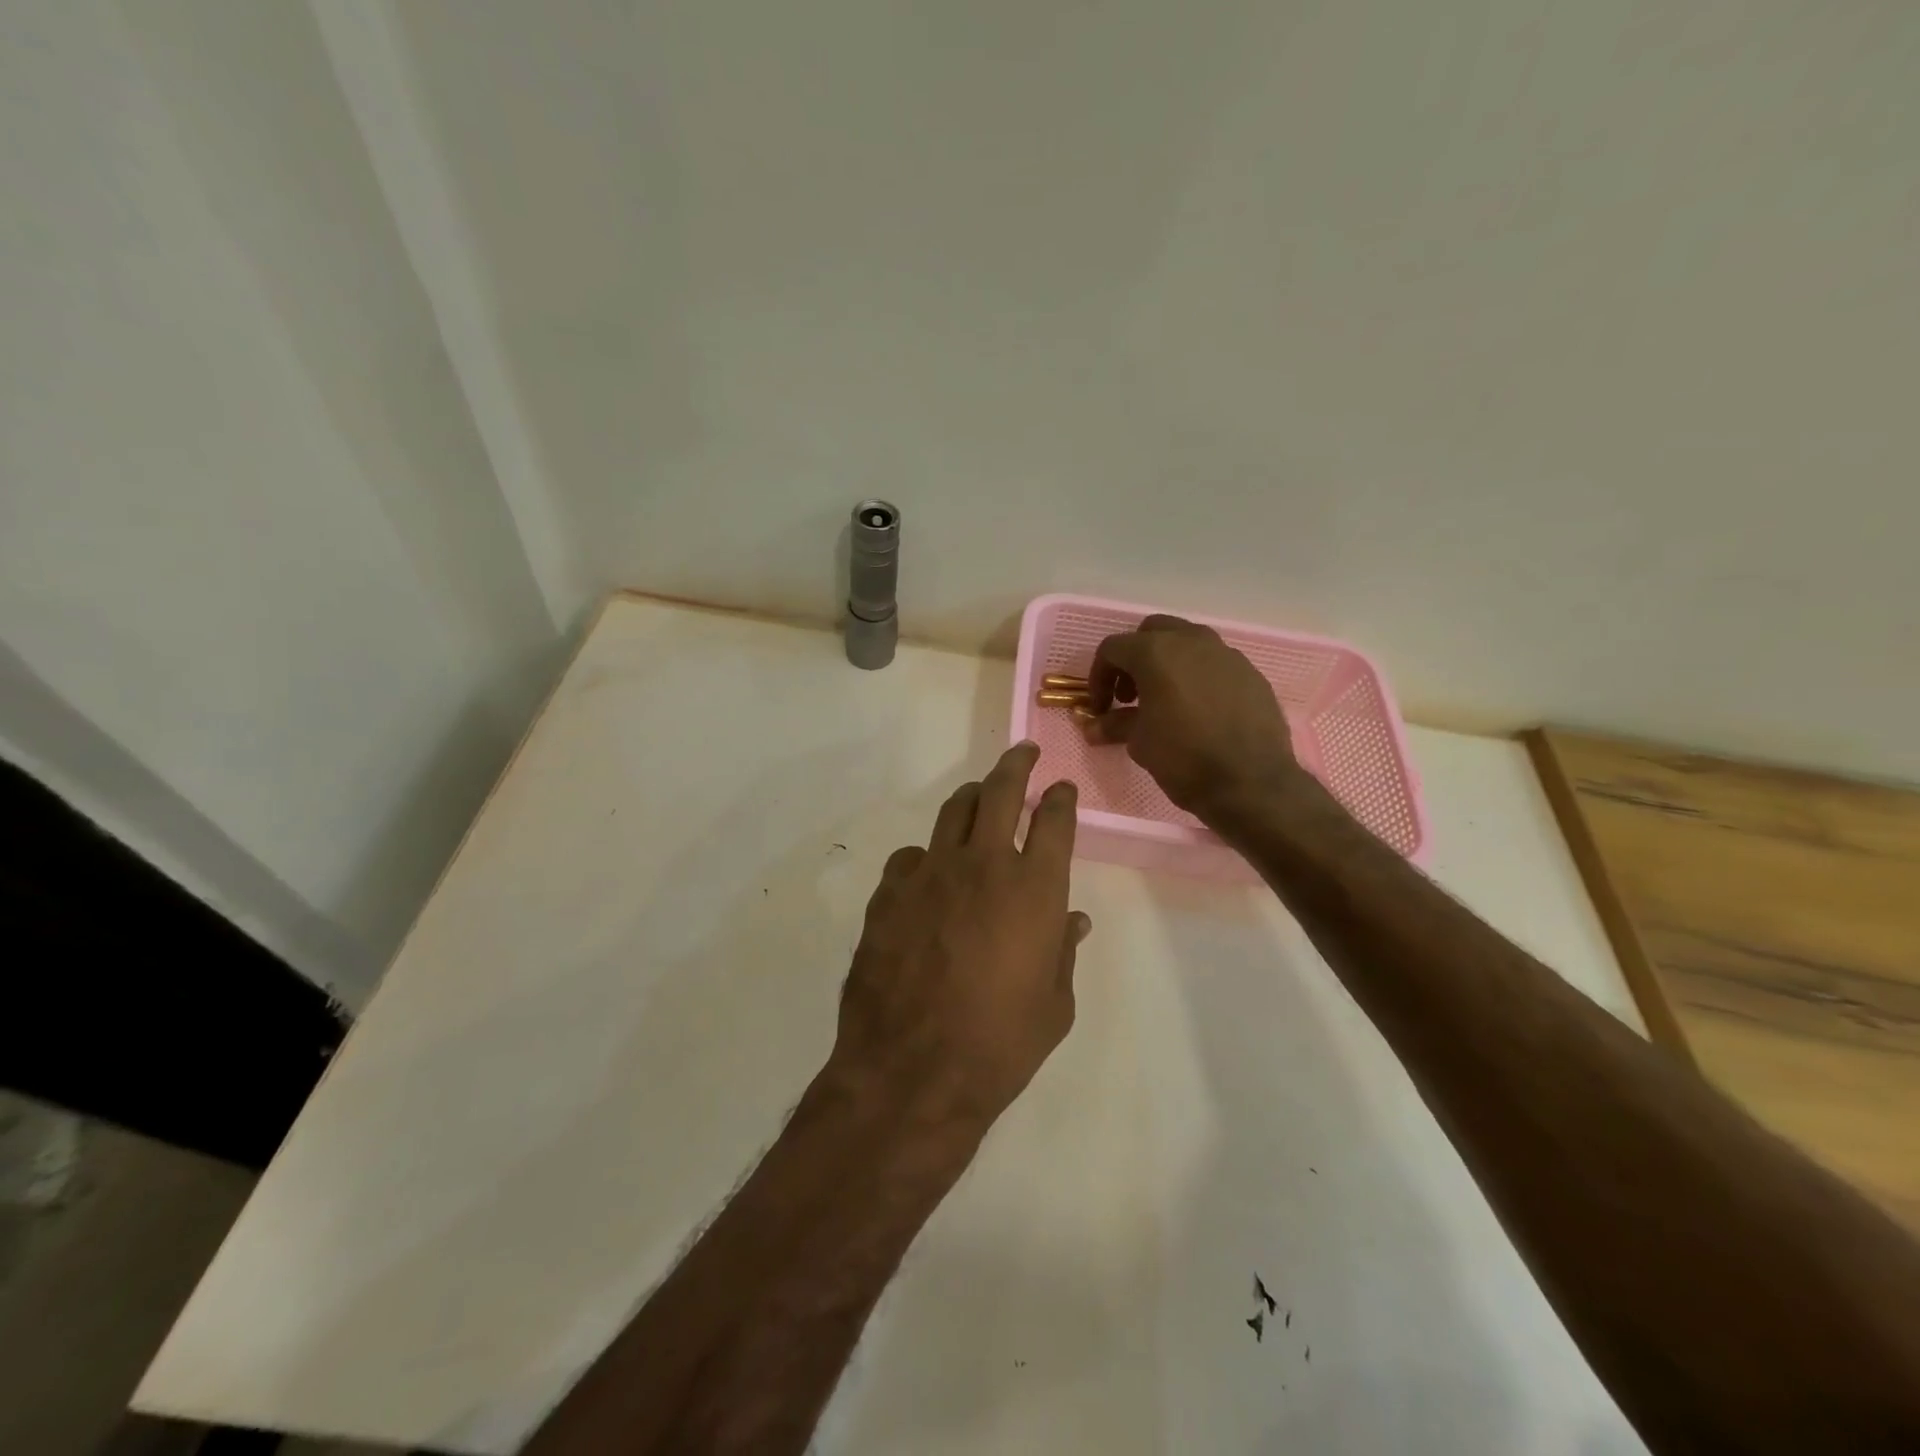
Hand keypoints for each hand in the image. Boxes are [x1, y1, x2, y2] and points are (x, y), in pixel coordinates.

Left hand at [827, 743, 1090, 1129]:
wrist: (912, 1072)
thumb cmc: (999, 1045)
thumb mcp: (1054, 1005)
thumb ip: (1063, 952)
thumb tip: (1072, 921)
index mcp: (1035, 889)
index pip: (1054, 821)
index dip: (1061, 798)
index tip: (1062, 788)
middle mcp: (984, 865)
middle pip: (1000, 792)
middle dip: (1015, 765)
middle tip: (1022, 753)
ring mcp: (931, 874)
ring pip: (953, 811)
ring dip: (972, 797)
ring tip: (980, 796)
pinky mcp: (889, 892)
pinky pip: (912, 857)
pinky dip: (928, 857)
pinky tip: (930, 875)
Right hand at [1085, 615, 1300, 821]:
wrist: (1250, 782)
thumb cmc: (1184, 757)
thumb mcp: (1139, 742)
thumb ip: (1115, 724)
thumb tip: (1093, 727)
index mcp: (1156, 652)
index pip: (1113, 648)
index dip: (1098, 677)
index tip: (1101, 708)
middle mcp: (1191, 641)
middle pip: (1152, 632)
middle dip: (1135, 659)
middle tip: (1130, 696)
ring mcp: (1226, 654)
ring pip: (1187, 642)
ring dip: (1168, 664)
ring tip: (1165, 701)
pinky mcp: (1250, 673)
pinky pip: (1215, 664)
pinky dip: (1198, 677)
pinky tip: (1200, 711)